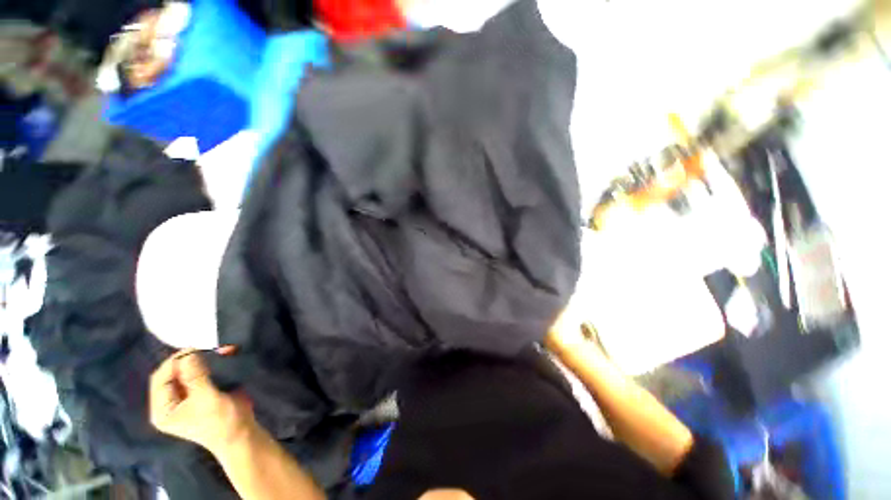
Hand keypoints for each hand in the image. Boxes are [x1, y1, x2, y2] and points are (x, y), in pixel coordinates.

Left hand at [149, 349, 253, 453]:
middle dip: (190, 360)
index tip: (194, 348)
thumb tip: (187, 353)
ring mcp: (185, 398)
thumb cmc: (220, 420)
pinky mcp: (200, 393)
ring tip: (220, 351)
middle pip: (172, 374)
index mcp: (163, 409)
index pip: (160, 379)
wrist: (241, 432)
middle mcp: (169, 402)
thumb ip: (195, 377)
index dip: (174, 363)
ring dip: (202, 360)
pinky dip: (209, 364)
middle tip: (208, 348)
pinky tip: (222, 355)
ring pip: (187, 372)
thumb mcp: (206, 399)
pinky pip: (200, 373)